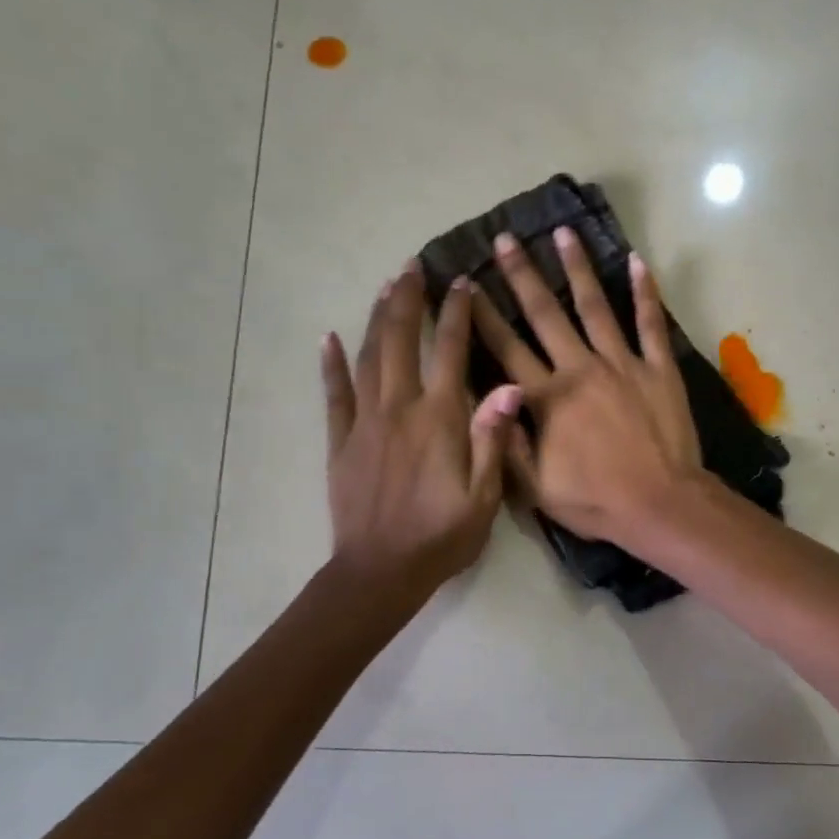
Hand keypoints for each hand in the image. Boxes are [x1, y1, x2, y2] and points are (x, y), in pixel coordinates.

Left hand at [323, 265, 522, 591]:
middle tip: (412, 267)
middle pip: (402, 341)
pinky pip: (333, 395)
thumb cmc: (442, 536)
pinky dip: (330, 364)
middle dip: (408, 300)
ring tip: (385, 288)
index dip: (457, 314)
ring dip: (378, 319)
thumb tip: (509, 386)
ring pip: (369, 357)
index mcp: (439, 418)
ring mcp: (365, 423)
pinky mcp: (340, 441)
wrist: (381, 571)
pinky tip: (328, 338)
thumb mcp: (484, 495)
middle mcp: (400, 408)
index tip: (461, 283)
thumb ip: (492, 438)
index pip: (451, 352)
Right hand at [472, 227, 702, 544]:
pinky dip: (645, 292)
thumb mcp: (536, 489)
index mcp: (546, 398)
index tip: (468, 285)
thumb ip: (507, 443)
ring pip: (594, 306)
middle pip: (545, 314)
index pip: (506, 348)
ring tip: (563, 233)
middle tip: (506, 239)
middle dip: (521, 275)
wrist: (662, 505)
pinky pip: (650, 323)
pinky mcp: (659, 368)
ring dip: (577, 268)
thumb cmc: (597, 501)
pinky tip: (636, 261)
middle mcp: (580, 369)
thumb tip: (488, 399)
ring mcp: (622, 363)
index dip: (484, 316)